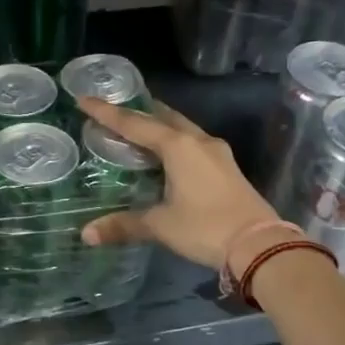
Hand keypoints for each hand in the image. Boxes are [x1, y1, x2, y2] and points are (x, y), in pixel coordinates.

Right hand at [76, 96, 282, 273]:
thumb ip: (123, 225)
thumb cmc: (205, 227)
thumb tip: (86, 234)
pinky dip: (174, 142)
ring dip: (159, 126)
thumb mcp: (160, 226)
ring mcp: (217, 153)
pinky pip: (193, 143)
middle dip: (138, 112)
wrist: (259, 244)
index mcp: (178, 146)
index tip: (84, 99)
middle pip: (162, 118)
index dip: (107, 113)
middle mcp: (198, 141)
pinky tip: (166, 155)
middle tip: (114, 111)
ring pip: (182, 129)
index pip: (135, 124)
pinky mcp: (226, 167)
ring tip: (137, 129)